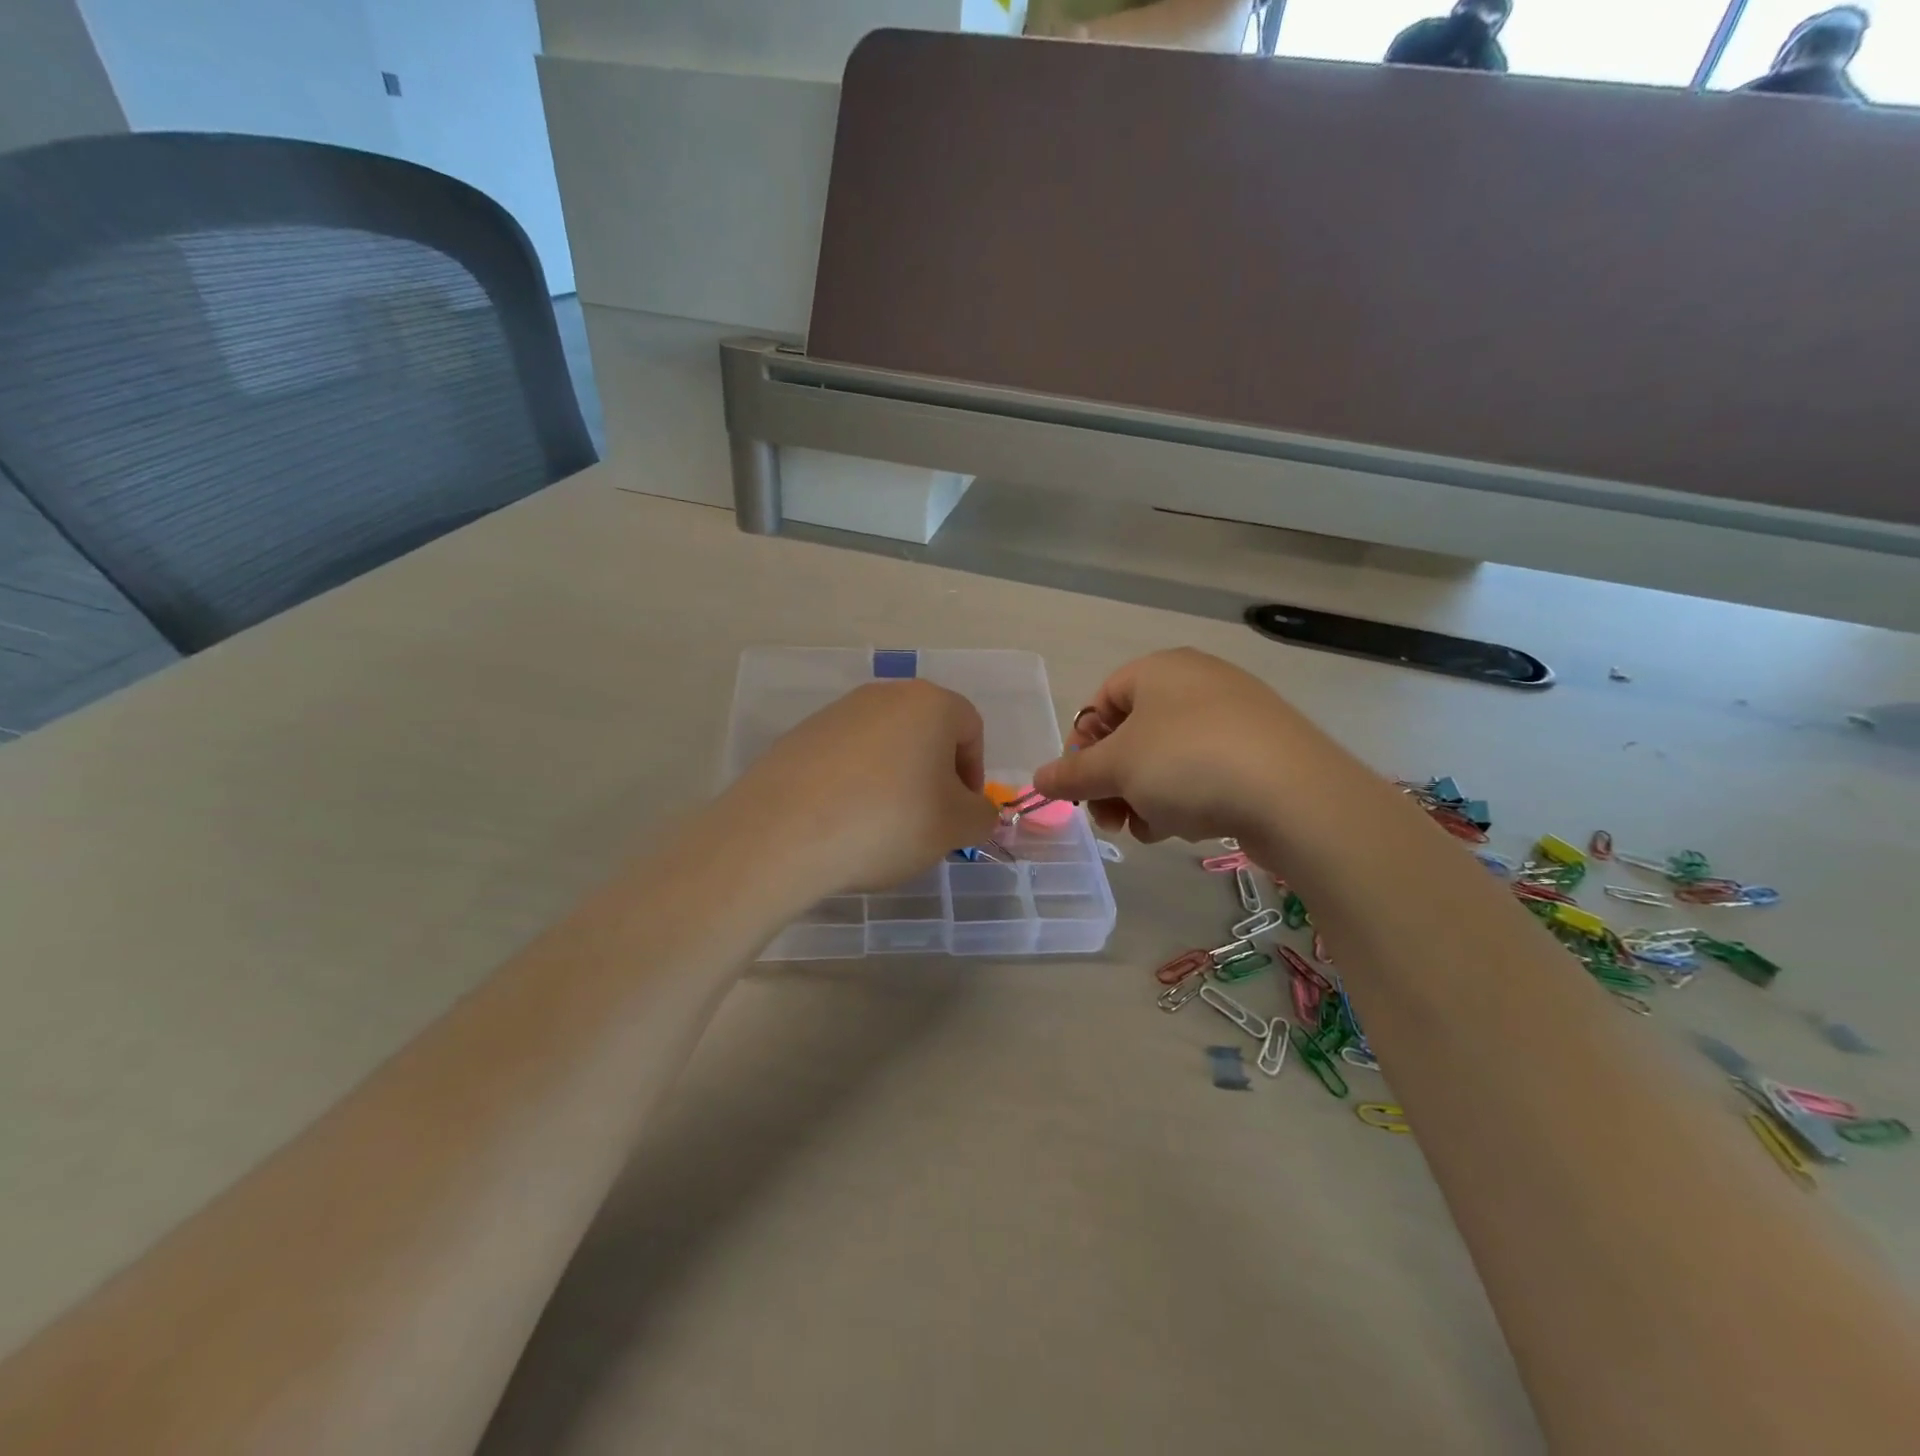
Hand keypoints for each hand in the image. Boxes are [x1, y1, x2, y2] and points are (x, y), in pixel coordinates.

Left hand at [725, 681, 999, 898]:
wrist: (784, 832)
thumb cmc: (889, 821)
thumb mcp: (955, 827)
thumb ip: (982, 816)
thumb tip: (977, 812)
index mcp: (929, 703)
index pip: (970, 728)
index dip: (974, 772)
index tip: (961, 812)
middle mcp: (883, 695)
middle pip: (925, 731)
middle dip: (934, 774)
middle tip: (927, 820)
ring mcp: (836, 712)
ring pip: (884, 744)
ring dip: (894, 778)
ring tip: (881, 825)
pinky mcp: (800, 736)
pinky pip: (845, 757)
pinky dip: (855, 783)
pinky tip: (843, 819)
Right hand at [1031, 649, 1303, 843]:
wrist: (1296, 795)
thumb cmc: (1188, 763)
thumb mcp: (1117, 768)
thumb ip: (1073, 774)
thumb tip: (1038, 780)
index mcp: (1160, 670)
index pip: (1101, 700)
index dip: (1082, 744)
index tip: (1080, 786)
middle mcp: (1198, 683)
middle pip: (1134, 734)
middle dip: (1113, 780)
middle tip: (1108, 818)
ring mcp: (1235, 717)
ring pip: (1168, 758)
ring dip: (1145, 796)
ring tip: (1148, 829)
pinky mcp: (1262, 752)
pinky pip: (1205, 771)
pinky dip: (1186, 798)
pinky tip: (1187, 827)